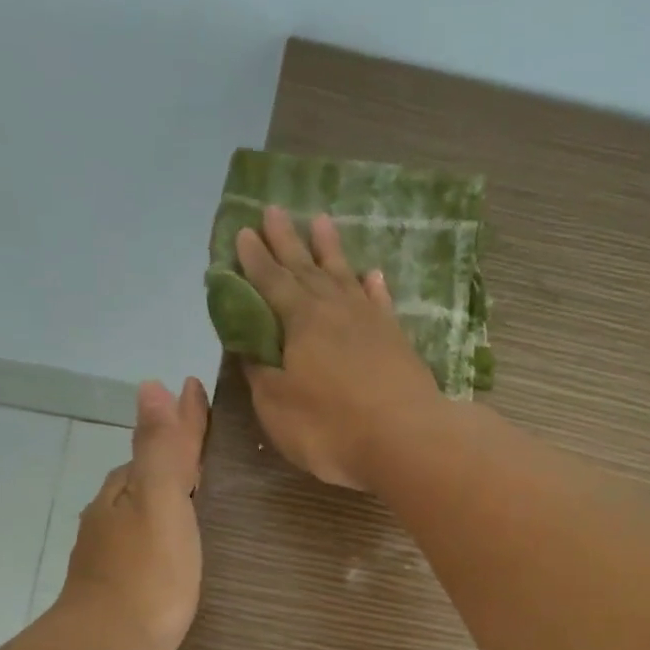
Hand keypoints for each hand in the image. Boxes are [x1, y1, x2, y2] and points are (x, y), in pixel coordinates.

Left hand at [57, 377, 209, 649]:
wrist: (108, 649)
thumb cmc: (146, 577)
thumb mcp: (160, 504)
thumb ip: (161, 449)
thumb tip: (152, 386)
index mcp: (125, 489)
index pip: (159, 443)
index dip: (182, 420)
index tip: (198, 392)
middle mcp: (111, 513)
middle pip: (148, 473)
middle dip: (174, 454)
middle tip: (208, 440)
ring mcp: (110, 550)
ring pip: (143, 507)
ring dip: (167, 493)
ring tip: (199, 490)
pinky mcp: (118, 583)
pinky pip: (145, 539)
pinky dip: (163, 528)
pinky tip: (175, 543)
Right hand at [236, 207, 445, 490]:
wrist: (406, 439)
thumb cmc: (330, 427)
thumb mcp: (277, 406)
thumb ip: (260, 372)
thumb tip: (248, 345)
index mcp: (300, 321)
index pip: (271, 282)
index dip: (254, 259)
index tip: (243, 232)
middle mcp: (335, 310)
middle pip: (306, 268)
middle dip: (287, 240)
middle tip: (274, 209)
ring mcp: (370, 322)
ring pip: (345, 275)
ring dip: (331, 249)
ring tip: (322, 221)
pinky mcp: (397, 340)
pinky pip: (380, 302)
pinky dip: (373, 286)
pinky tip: (371, 274)